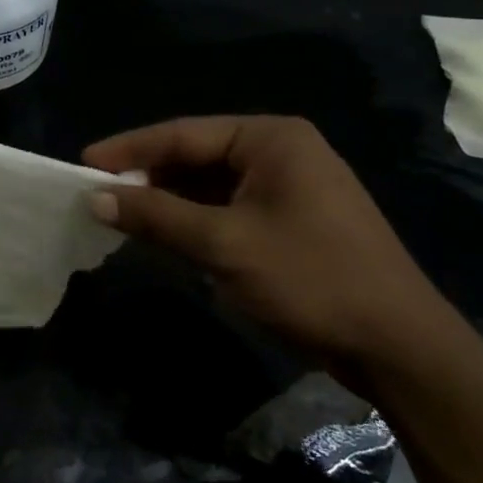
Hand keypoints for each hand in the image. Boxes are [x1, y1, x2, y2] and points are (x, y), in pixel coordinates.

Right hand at [83, 117, 457, 377]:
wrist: (399, 347)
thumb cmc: (311, 279)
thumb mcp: (224, 245)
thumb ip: (157, 216)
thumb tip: (95, 197)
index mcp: (271, 138)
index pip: (183, 134)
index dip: (129, 149)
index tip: (83, 164)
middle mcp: (280, 151)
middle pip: (196, 156)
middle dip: (148, 176)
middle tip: (98, 193)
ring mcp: (289, 186)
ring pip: (210, 185)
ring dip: (169, 201)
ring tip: (120, 214)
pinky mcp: (291, 220)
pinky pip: (229, 208)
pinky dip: (195, 220)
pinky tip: (164, 235)